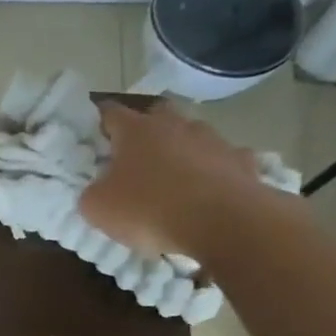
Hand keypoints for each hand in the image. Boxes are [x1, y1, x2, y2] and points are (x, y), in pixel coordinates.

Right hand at [78, 98, 275, 259]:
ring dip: (181, 151)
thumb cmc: (148, 209)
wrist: (222, 222)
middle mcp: (176, 126)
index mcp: (136, 131)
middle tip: (134, 155)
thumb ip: (92, 191)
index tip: (94, 132)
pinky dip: (212, 172)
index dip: (100, 120)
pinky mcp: (242, 161)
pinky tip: (207, 193)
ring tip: (172, 180)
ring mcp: (214, 140)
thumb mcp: (97, 207)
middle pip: (158, 114)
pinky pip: (222, 161)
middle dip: (145, 129)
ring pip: (192, 136)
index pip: (111, 113)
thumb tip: (100, 187)